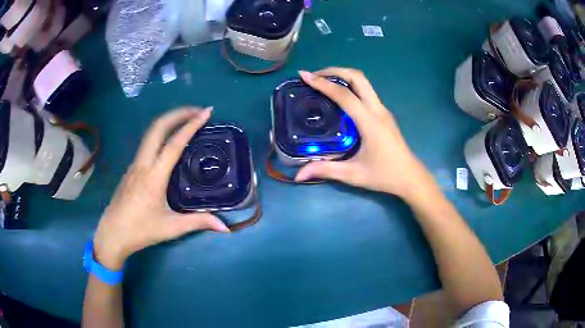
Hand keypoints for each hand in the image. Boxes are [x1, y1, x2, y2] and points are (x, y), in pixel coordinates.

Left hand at [93, 107, 228, 270]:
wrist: (112, 233)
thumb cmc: (141, 230)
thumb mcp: (171, 228)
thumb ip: (198, 222)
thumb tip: (226, 227)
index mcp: (154, 176)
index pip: (174, 143)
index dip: (191, 125)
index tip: (206, 112)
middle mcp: (143, 163)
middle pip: (158, 127)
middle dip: (178, 113)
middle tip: (197, 111)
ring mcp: (134, 164)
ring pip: (150, 133)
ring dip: (169, 121)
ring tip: (186, 120)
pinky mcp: (131, 169)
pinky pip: (147, 143)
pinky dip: (161, 133)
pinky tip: (169, 143)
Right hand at [295, 68, 430, 197]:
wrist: (411, 177)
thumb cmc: (384, 175)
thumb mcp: (353, 174)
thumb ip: (326, 170)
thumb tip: (299, 174)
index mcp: (369, 122)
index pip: (344, 95)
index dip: (323, 83)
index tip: (304, 75)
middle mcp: (377, 110)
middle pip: (358, 77)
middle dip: (334, 71)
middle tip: (314, 76)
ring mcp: (383, 110)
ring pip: (363, 82)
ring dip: (343, 76)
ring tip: (323, 82)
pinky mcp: (384, 114)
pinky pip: (366, 91)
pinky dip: (350, 86)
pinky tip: (339, 98)